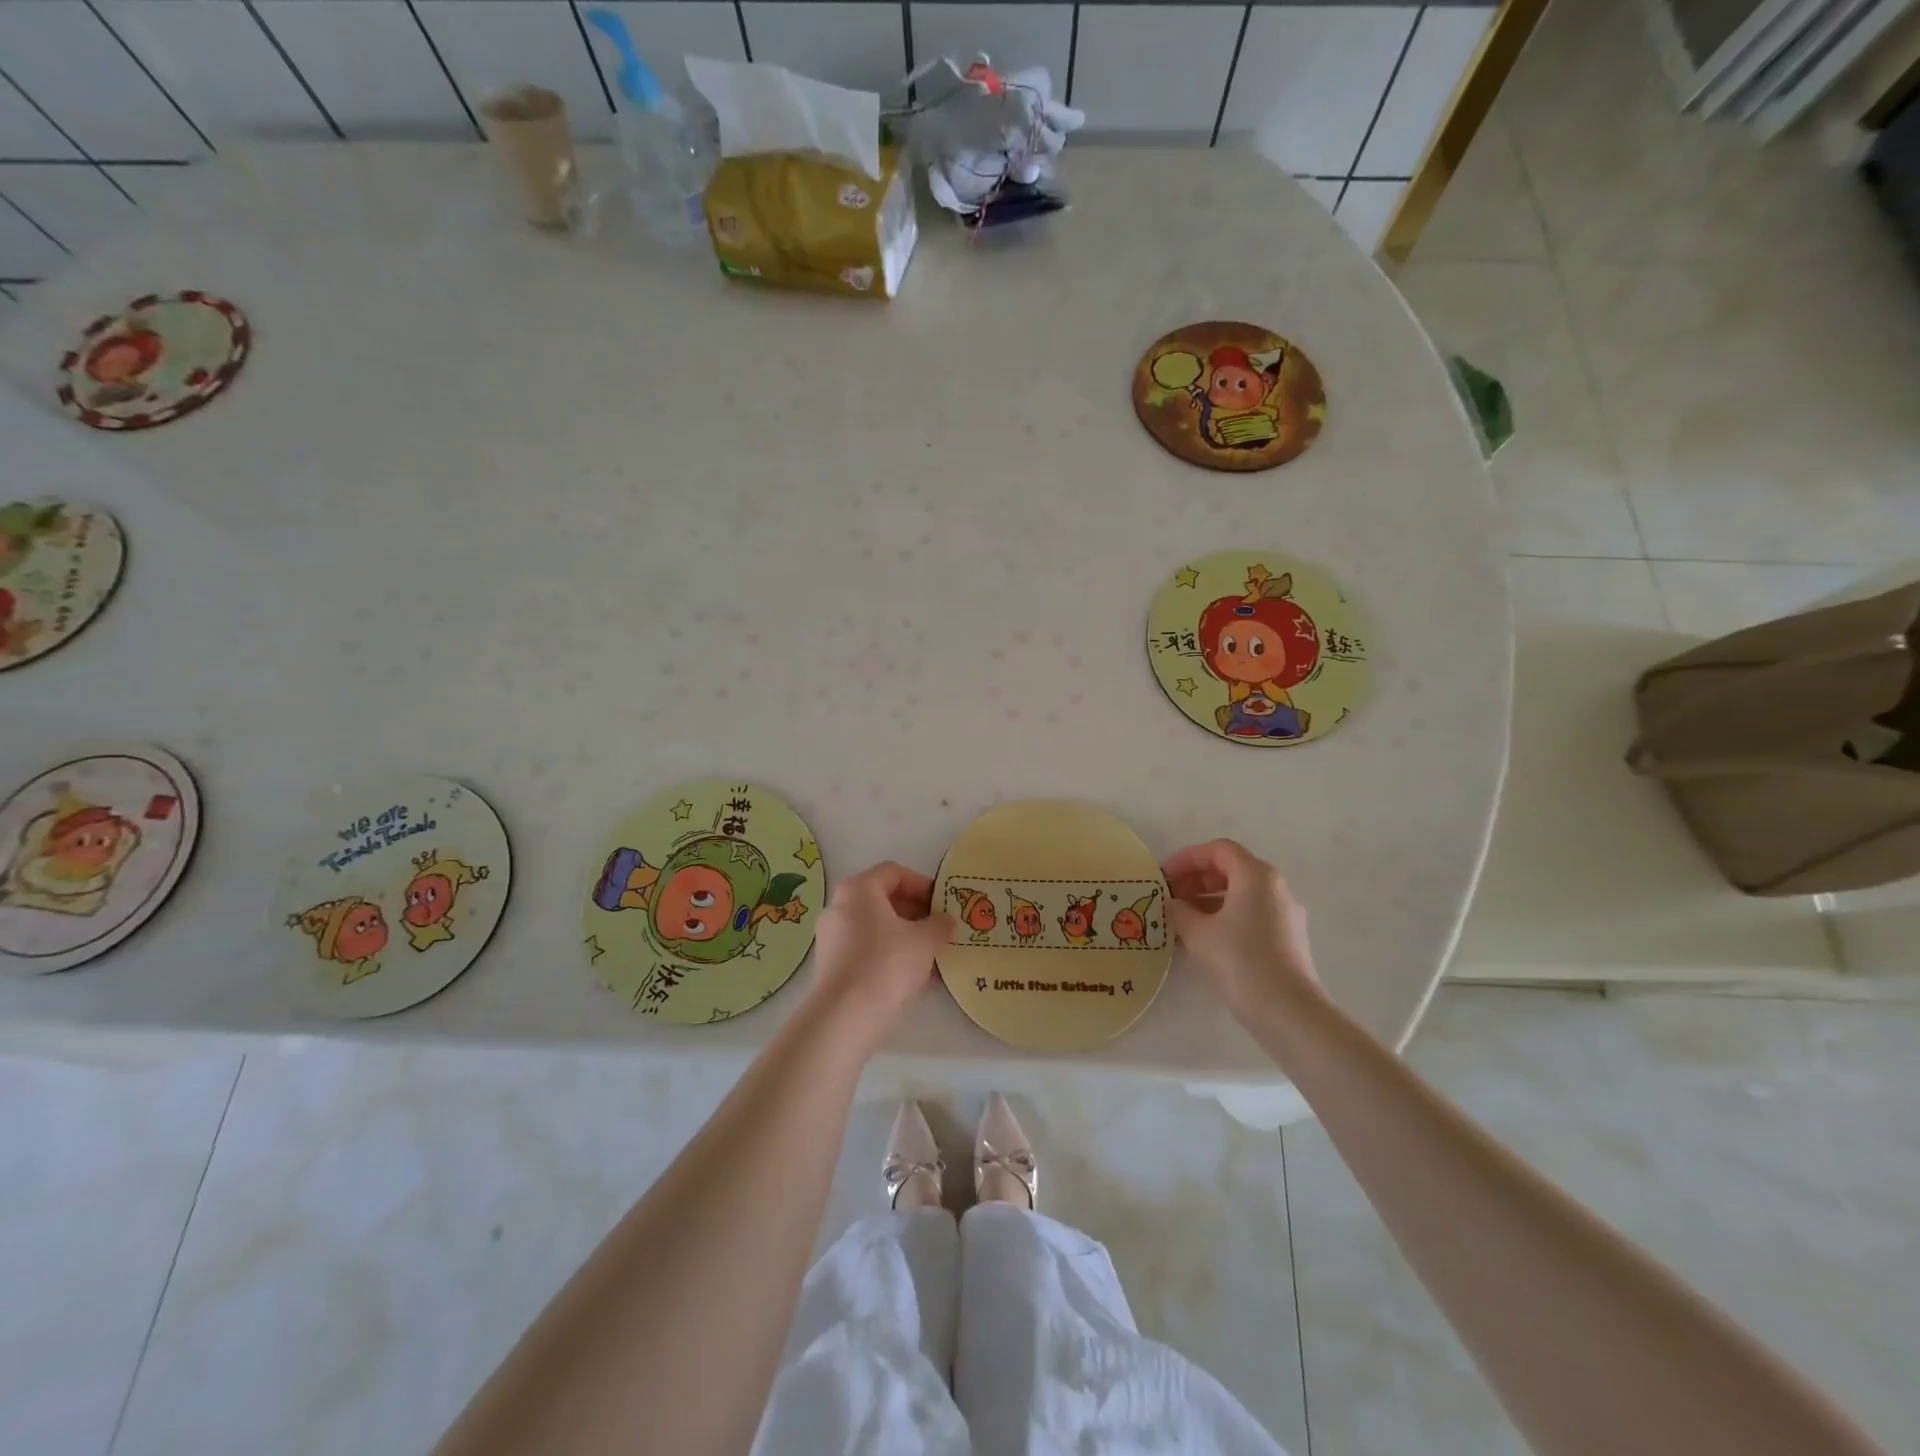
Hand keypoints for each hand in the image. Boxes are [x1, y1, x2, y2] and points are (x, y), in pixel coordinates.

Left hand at [806, 862, 953, 1047]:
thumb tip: (947, 921)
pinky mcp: (830, 964)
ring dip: (904, 936)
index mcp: (858, 889)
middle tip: (939, 930)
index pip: (894, 872)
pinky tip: (910, 976)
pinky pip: (865, 949)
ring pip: (875, 926)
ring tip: (930, 956)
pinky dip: (888, 954)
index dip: (923, 884)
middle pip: (883, 899)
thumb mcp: (925, 941)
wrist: (844, 1017)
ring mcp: (831, 936)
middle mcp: (839, 906)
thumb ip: (940, 925)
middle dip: (915, 912)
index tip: (942, 904)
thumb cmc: (887, 964)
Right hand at [1163, 839, 1320, 1021]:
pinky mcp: (1288, 939)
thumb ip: (1179, 911)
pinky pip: (1251, 915)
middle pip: (1231, 870)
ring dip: (1208, 901)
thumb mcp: (1197, 932)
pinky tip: (1204, 941)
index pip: (1218, 850)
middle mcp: (1276, 888)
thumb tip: (1173, 904)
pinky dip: (1226, 918)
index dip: (1187, 858)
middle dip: (1197, 880)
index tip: (1164, 877)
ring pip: (1241, 895)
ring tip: (1182, 922)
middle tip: (1171, 898)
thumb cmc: (1239, 960)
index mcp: (1256, 876)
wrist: (1287, 1011)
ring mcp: (1286, 914)